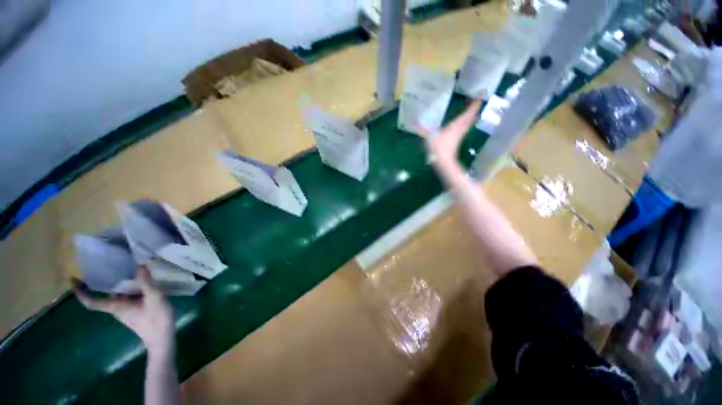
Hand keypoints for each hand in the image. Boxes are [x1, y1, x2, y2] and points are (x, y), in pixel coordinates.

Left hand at [74, 267, 174, 355]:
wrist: (162, 337)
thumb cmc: (156, 319)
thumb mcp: (154, 298)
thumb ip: (146, 282)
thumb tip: (139, 265)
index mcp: (116, 306)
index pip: (92, 301)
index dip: (80, 292)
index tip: (72, 280)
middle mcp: (116, 307)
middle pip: (106, 292)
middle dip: (106, 279)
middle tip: (111, 263)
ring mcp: (125, 309)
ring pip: (118, 292)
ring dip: (121, 281)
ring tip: (129, 267)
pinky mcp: (133, 309)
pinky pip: (127, 294)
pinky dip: (131, 285)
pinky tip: (142, 279)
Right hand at [420, 99, 482, 169]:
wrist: (444, 161)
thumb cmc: (439, 147)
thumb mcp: (430, 136)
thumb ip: (424, 128)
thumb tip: (416, 120)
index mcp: (457, 124)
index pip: (469, 112)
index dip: (475, 103)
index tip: (480, 94)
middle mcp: (461, 128)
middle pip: (471, 116)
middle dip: (474, 107)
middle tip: (477, 99)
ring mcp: (460, 134)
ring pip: (469, 122)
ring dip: (471, 114)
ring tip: (471, 107)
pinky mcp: (457, 139)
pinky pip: (465, 127)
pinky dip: (466, 121)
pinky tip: (462, 121)